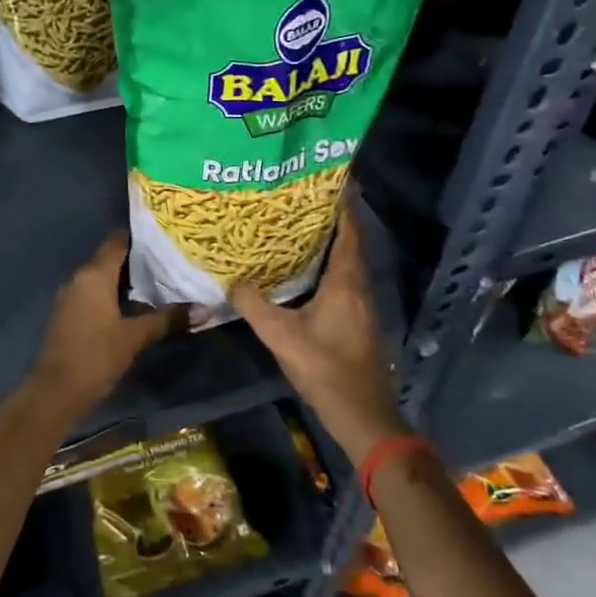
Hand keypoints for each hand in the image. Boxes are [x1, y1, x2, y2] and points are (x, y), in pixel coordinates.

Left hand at [31, 231, 186, 419]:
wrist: (56, 391)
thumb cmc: (96, 355)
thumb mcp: (135, 336)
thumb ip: (167, 319)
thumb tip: (203, 309)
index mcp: (94, 274)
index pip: (117, 241)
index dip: (140, 236)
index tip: (164, 234)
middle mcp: (79, 278)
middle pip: (110, 258)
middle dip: (138, 259)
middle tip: (169, 258)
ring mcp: (71, 296)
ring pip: (102, 277)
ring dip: (126, 278)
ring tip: (159, 280)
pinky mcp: (68, 314)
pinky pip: (94, 293)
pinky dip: (113, 294)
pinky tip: (135, 304)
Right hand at [230, 206, 407, 464]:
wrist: (362, 415)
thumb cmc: (326, 369)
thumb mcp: (281, 336)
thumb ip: (254, 305)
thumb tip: (233, 280)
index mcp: (345, 282)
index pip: (349, 232)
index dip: (342, 205)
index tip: (327, 181)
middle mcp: (357, 287)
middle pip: (348, 244)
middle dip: (328, 221)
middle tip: (298, 202)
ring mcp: (360, 306)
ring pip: (345, 263)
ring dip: (327, 245)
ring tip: (296, 230)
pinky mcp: (356, 322)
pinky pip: (342, 281)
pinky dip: (326, 267)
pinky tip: (302, 273)